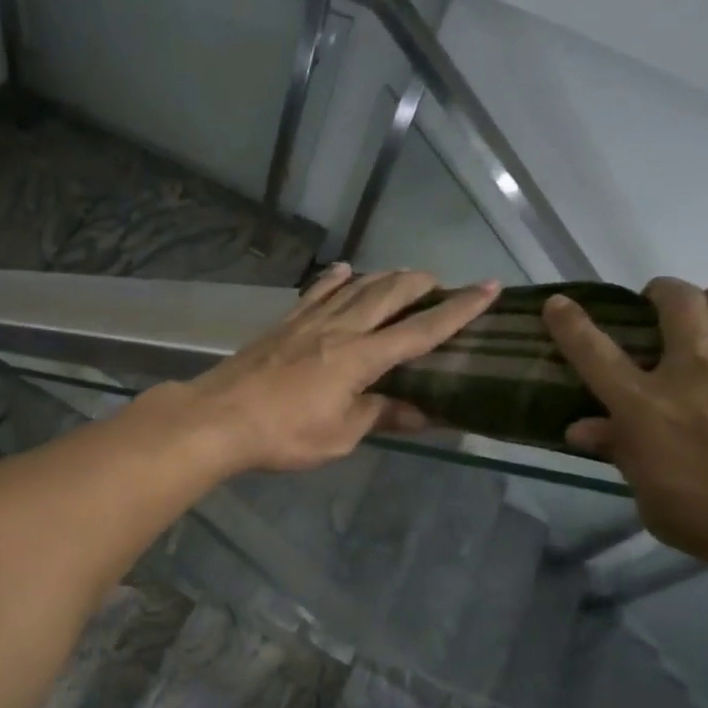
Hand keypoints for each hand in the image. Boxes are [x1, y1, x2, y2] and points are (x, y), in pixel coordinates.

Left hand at [188, 264, 499, 473]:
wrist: (219, 418)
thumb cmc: (282, 434)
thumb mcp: (339, 436)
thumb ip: (379, 416)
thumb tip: (421, 413)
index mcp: (360, 358)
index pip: (420, 331)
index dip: (457, 311)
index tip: (488, 289)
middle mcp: (339, 329)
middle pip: (388, 295)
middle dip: (420, 284)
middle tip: (442, 281)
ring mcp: (307, 323)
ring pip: (354, 288)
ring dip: (384, 277)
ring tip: (403, 274)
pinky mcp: (282, 325)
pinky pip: (315, 294)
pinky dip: (334, 279)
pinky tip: (343, 270)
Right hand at [542, 275, 707, 589]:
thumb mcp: (668, 510)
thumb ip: (626, 461)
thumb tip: (583, 428)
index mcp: (649, 409)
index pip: (592, 354)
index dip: (569, 324)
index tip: (558, 303)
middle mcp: (697, 365)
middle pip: (671, 300)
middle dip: (663, 295)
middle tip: (670, 307)